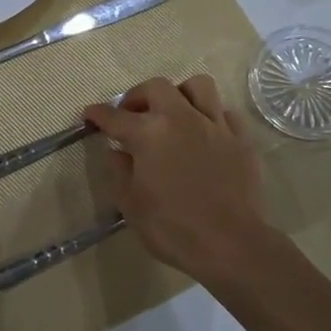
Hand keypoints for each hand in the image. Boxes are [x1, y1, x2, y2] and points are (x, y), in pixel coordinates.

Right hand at [83, 75, 270, 283]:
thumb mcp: (131, 205)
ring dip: (180, 94)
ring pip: (198, 86)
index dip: (98, 114)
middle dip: (138, 95)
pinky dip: (211, 117)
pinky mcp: (240, 139)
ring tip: (173, 113)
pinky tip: (205, 134)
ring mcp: (214, 126)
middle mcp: (181, 119)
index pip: (115, 117)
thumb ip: (119, 172)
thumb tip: (117, 152)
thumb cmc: (172, 228)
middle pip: (157, 87)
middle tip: (131, 114)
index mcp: (149, 134)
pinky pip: (225, 113)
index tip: (90, 114)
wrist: (230, 244)